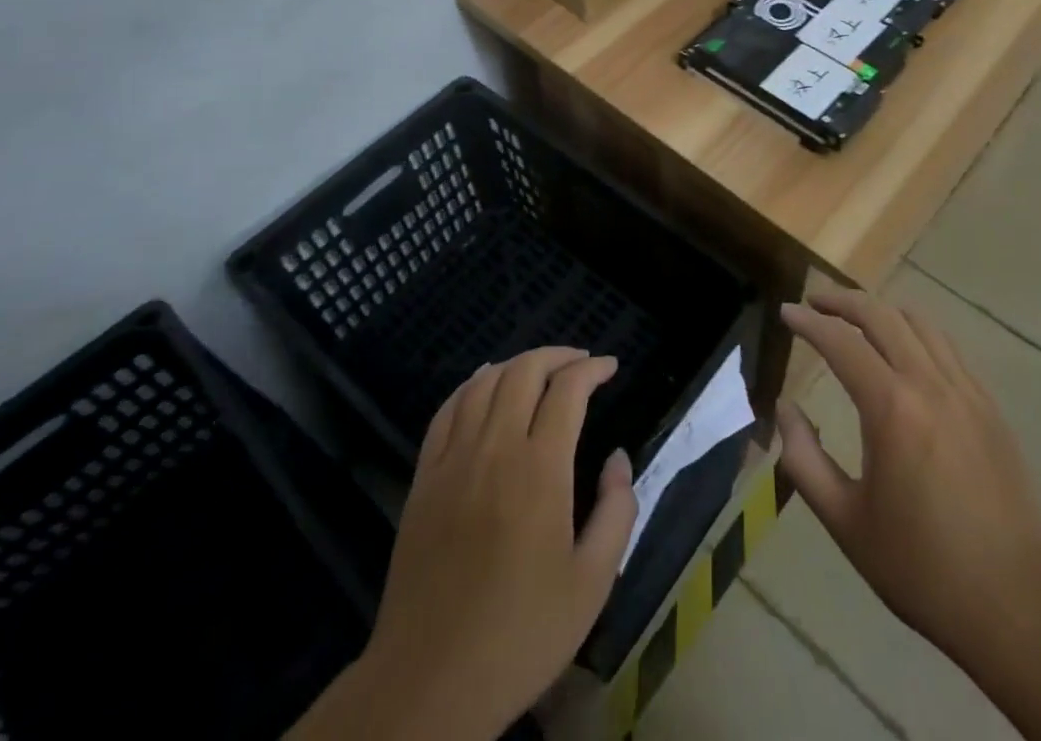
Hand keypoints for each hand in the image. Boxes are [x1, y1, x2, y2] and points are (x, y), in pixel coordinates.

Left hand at [309, 348, 636, 740]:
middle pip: (524, 371)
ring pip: (484, 383)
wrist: (428, 684)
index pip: (568, 390)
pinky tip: (483, 385)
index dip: (592, 369)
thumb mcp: (592, 583)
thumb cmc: (520, 636)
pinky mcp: (423, 480)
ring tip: (539, 370)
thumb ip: (617, 511)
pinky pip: (446, 411)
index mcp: (540, 470)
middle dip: (557, 356)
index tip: (609, 367)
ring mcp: (452, 461)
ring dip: (516, 364)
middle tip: (580, 363)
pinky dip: (470, 386)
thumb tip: (618, 458)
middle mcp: (495, 449)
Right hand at [776, 289, 1040, 677]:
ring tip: (856, 319)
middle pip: (882, 316)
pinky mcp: (990, 406)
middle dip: (843, 301)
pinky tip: (905, 351)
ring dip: (882, 311)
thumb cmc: (921, 566)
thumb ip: (804, 460)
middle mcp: (930, 384)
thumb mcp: (846, 521)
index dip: (809, 321)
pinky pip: (947, 348)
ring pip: (919, 323)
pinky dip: (916, 333)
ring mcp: (967, 391)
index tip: (786, 312)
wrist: (1015, 603)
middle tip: (814, 301)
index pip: (841, 342)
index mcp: (892, 409)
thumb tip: (785, 409)